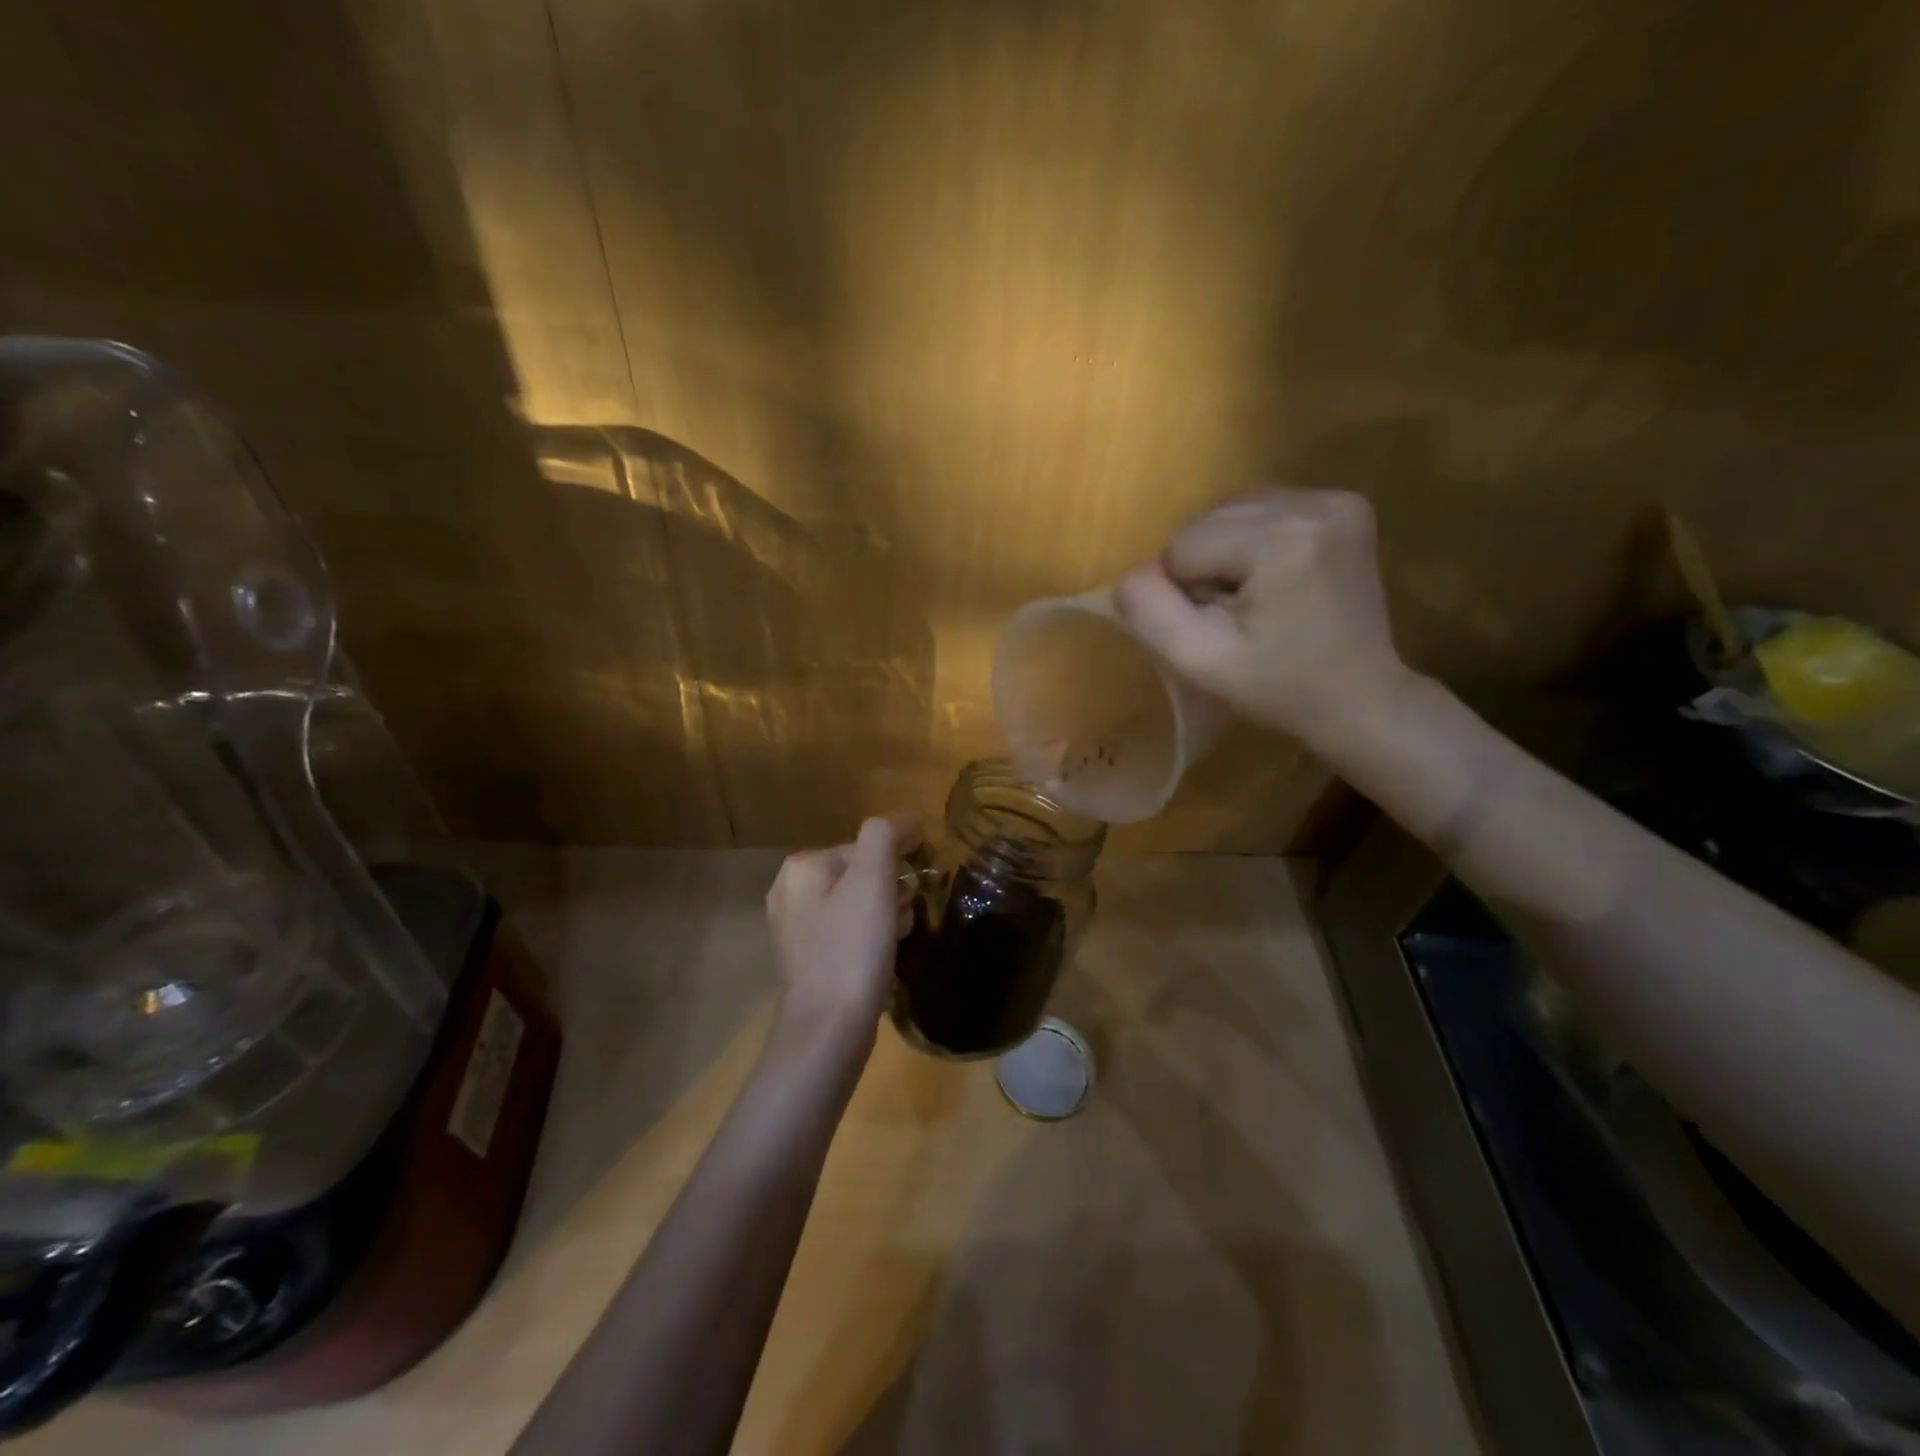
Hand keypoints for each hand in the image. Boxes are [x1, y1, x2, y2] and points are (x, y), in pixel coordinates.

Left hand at [765, 817, 900, 1050]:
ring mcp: (795, 931)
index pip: (864, 847)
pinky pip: (848, 936)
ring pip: (856, 907)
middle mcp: (789, 894)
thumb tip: (905, 820)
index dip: (896, 866)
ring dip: (885, 917)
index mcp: (801, 868)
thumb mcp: (873, 880)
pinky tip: (883, 961)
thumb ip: (885, 836)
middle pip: (860, 877)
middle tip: (904, 921)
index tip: (914, 892)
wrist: (828, 1030)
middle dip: (890, 894)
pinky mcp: (806, 963)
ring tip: (896, 942)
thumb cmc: (853, 948)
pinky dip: (870, 942)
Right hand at [1115, 488, 1408, 743]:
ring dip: (1225, 555)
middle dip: (1205, 568)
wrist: (1360, 699)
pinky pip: (1261, 511)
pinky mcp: (1345, 504)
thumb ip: (1149, 612)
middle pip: (1206, 522)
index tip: (1226, 628)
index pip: (1181, 547)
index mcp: (1281, 539)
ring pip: (1229, 513)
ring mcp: (1336, 499)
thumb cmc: (1278, 689)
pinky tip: (1276, 579)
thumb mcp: (1199, 662)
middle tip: (1239, 617)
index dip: (1187, 594)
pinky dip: (1252, 543)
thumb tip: (1133, 575)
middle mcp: (1314, 502)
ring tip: (1258, 599)